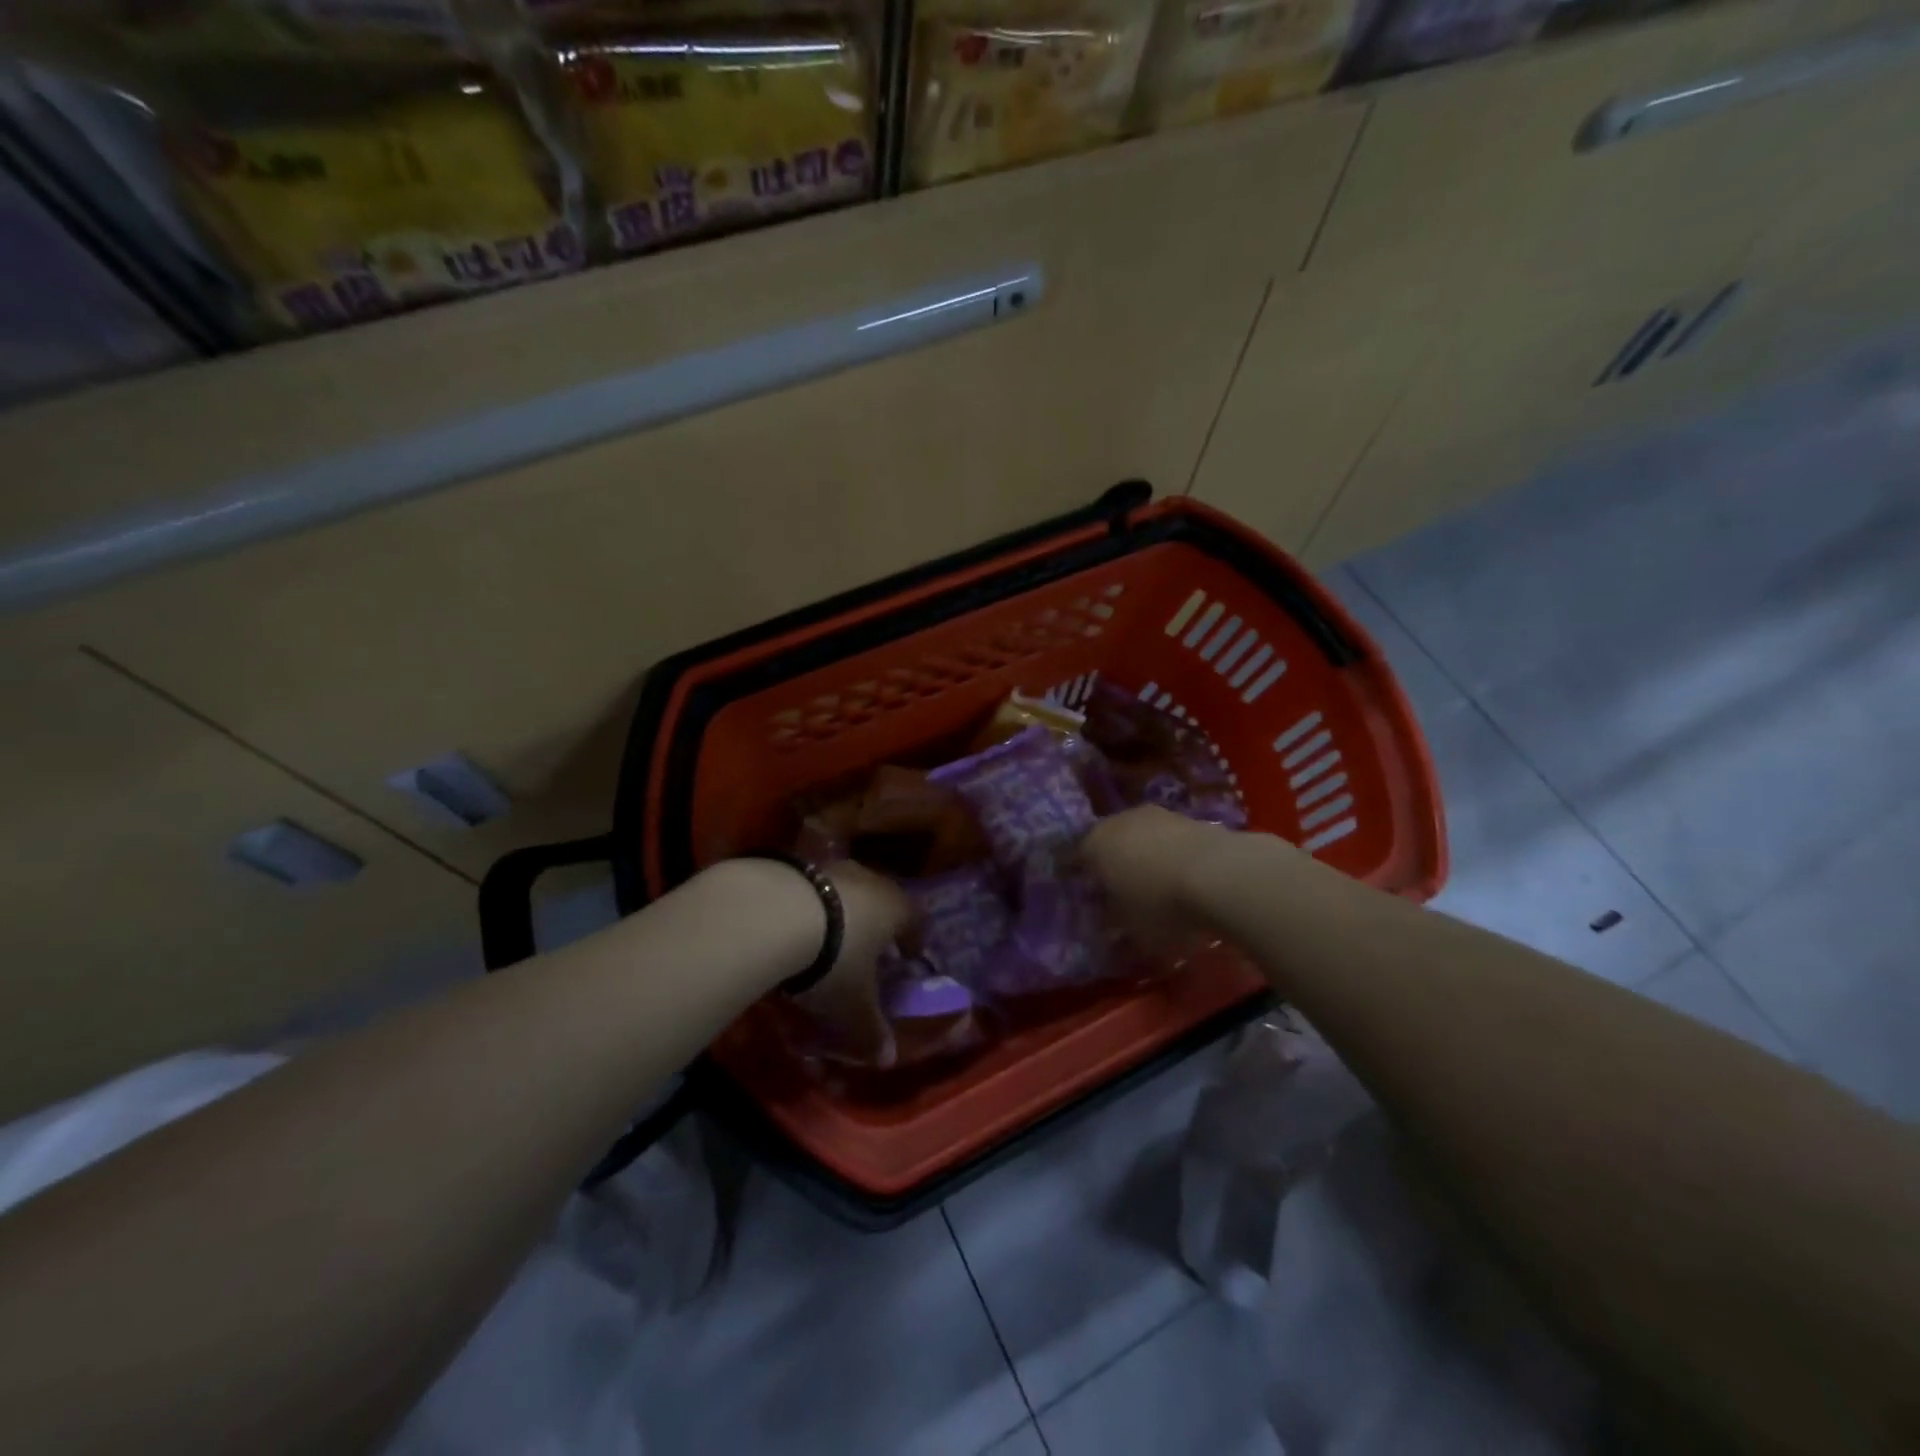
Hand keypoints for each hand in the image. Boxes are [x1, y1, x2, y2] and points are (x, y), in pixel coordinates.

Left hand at [789, 861, 915, 1066]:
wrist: (774, 912)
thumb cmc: (833, 959)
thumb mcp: (853, 1005)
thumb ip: (872, 1031)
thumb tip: (888, 1059)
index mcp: (896, 908)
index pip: (916, 920)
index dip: (913, 940)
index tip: (909, 956)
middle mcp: (870, 880)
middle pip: (882, 900)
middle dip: (877, 924)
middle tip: (869, 949)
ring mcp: (832, 868)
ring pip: (846, 892)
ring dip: (841, 914)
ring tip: (827, 940)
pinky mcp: (797, 865)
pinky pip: (812, 889)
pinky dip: (809, 907)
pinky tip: (793, 927)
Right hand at [1080, 806, 1230, 952]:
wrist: (1219, 873)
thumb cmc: (1160, 904)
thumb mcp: (1130, 927)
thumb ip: (1114, 921)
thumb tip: (1108, 922)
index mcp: (1094, 845)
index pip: (1076, 858)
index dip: (1080, 877)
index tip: (1087, 895)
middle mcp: (1118, 821)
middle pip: (1109, 841)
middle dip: (1112, 862)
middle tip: (1120, 889)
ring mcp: (1155, 815)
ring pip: (1140, 836)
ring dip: (1144, 855)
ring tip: (1156, 883)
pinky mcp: (1188, 817)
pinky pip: (1168, 838)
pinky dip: (1170, 853)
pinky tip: (1182, 875)